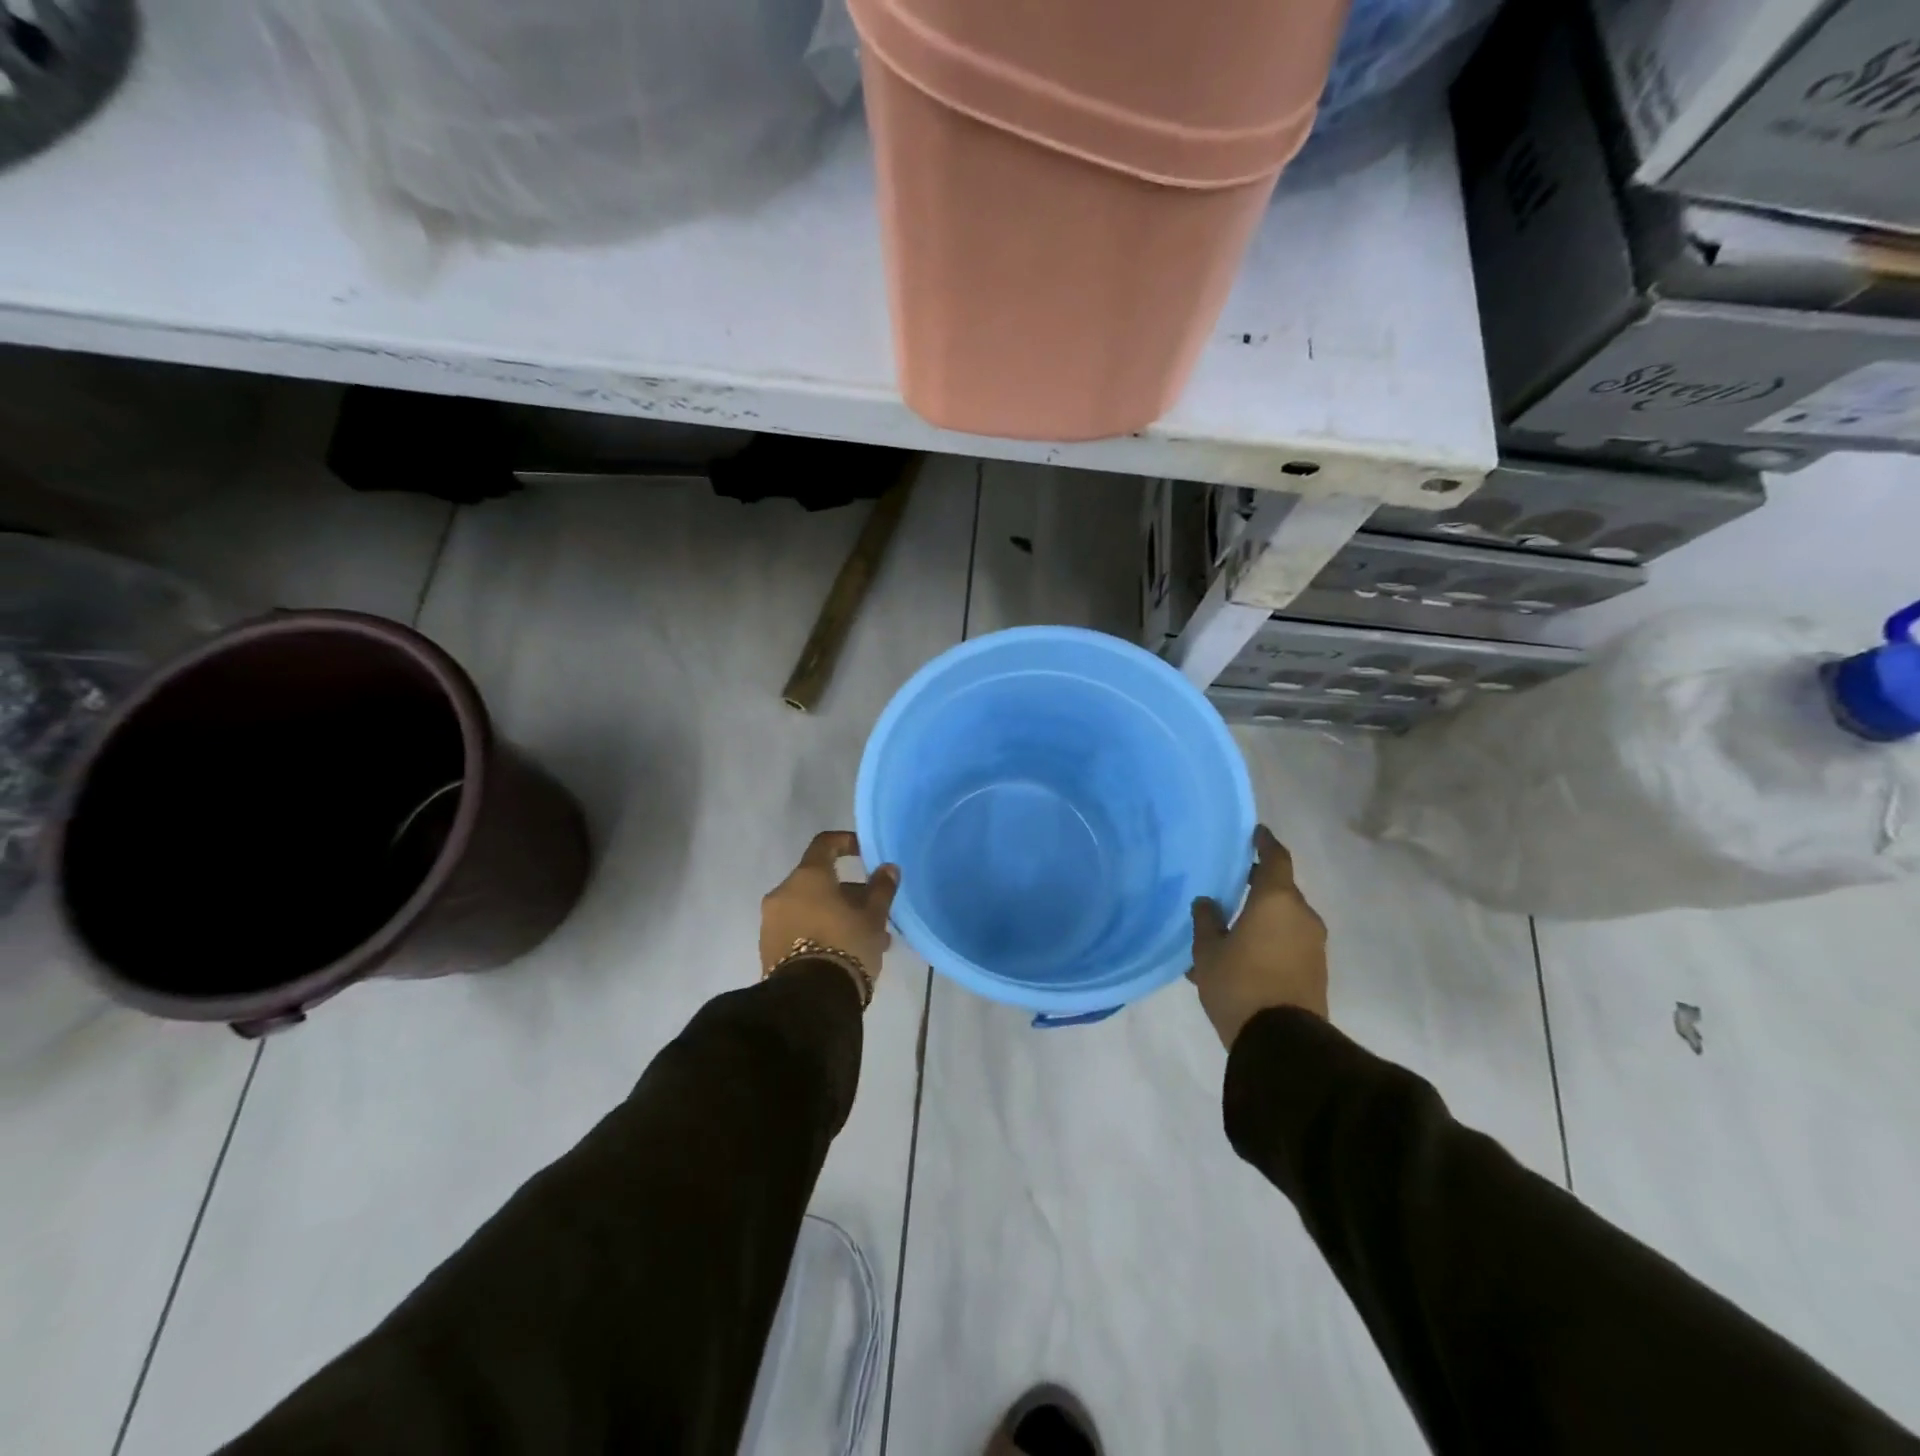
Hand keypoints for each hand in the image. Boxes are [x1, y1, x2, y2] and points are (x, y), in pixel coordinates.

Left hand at [761, 831, 900, 997]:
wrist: (809, 999)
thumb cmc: (845, 945)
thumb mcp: (873, 916)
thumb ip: (881, 888)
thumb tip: (888, 868)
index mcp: (807, 876)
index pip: (824, 844)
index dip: (846, 843)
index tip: (864, 853)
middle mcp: (783, 893)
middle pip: (819, 882)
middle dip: (849, 894)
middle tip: (875, 912)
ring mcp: (772, 922)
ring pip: (811, 909)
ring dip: (837, 917)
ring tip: (869, 941)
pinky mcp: (768, 950)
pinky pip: (799, 930)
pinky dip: (821, 933)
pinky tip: (846, 954)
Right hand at [1190, 825, 1328, 1048]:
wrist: (1282, 1042)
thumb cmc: (1239, 984)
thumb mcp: (1207, 952)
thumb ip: (1206, 920)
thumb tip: (1207, 902)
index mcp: (1277, 901)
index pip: (1276, 858)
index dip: (1265, 843)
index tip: (1256, 833)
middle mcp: (1302, 916)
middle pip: (1280, 890)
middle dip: (1257, 886)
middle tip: (1231, 885)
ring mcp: (1313, 946)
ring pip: (1284, 920)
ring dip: (1261, 918)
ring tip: (1230, 930)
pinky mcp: (1315, 971)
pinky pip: (1289, 943)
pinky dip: (1269, 941)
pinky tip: (1241, 957)